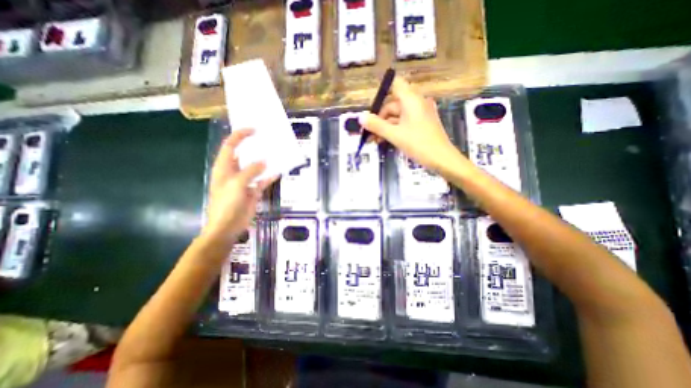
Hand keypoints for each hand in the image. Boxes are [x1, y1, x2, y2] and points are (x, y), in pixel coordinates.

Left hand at [203, 128, 274, 245]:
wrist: (228, 226)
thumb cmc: (226, 204)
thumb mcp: (237, 184)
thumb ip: (251, 171)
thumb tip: (265, 161)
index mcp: (224, 167)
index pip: (230, 145)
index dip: (240, 135)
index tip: (254, 129)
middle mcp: (234, 171)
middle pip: (244, 154)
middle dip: (255, 146)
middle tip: (268, 139)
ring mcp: (245, 181)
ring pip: (256, 167)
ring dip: (265, 161)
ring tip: (277, 152)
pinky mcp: (253, 190)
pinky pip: (264, 180)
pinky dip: (270, 176)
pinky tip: (279, 172)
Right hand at [359, 75, 459, 171]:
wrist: (442, 159)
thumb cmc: (418, 144)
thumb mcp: (394, 135)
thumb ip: (376, 125)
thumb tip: (360, 117)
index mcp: (411, 100)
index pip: (395, 85)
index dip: (382, 93)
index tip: (371, 110)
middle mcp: (416, 103)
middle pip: (393, 104)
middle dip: (379, 118)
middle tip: (368, 133)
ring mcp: (420, 114)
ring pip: (397, 116)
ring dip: (385, 127)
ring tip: (374, 140)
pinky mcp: (421, 124)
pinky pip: (404, 122)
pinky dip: (394, 129)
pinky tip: (385, 140)